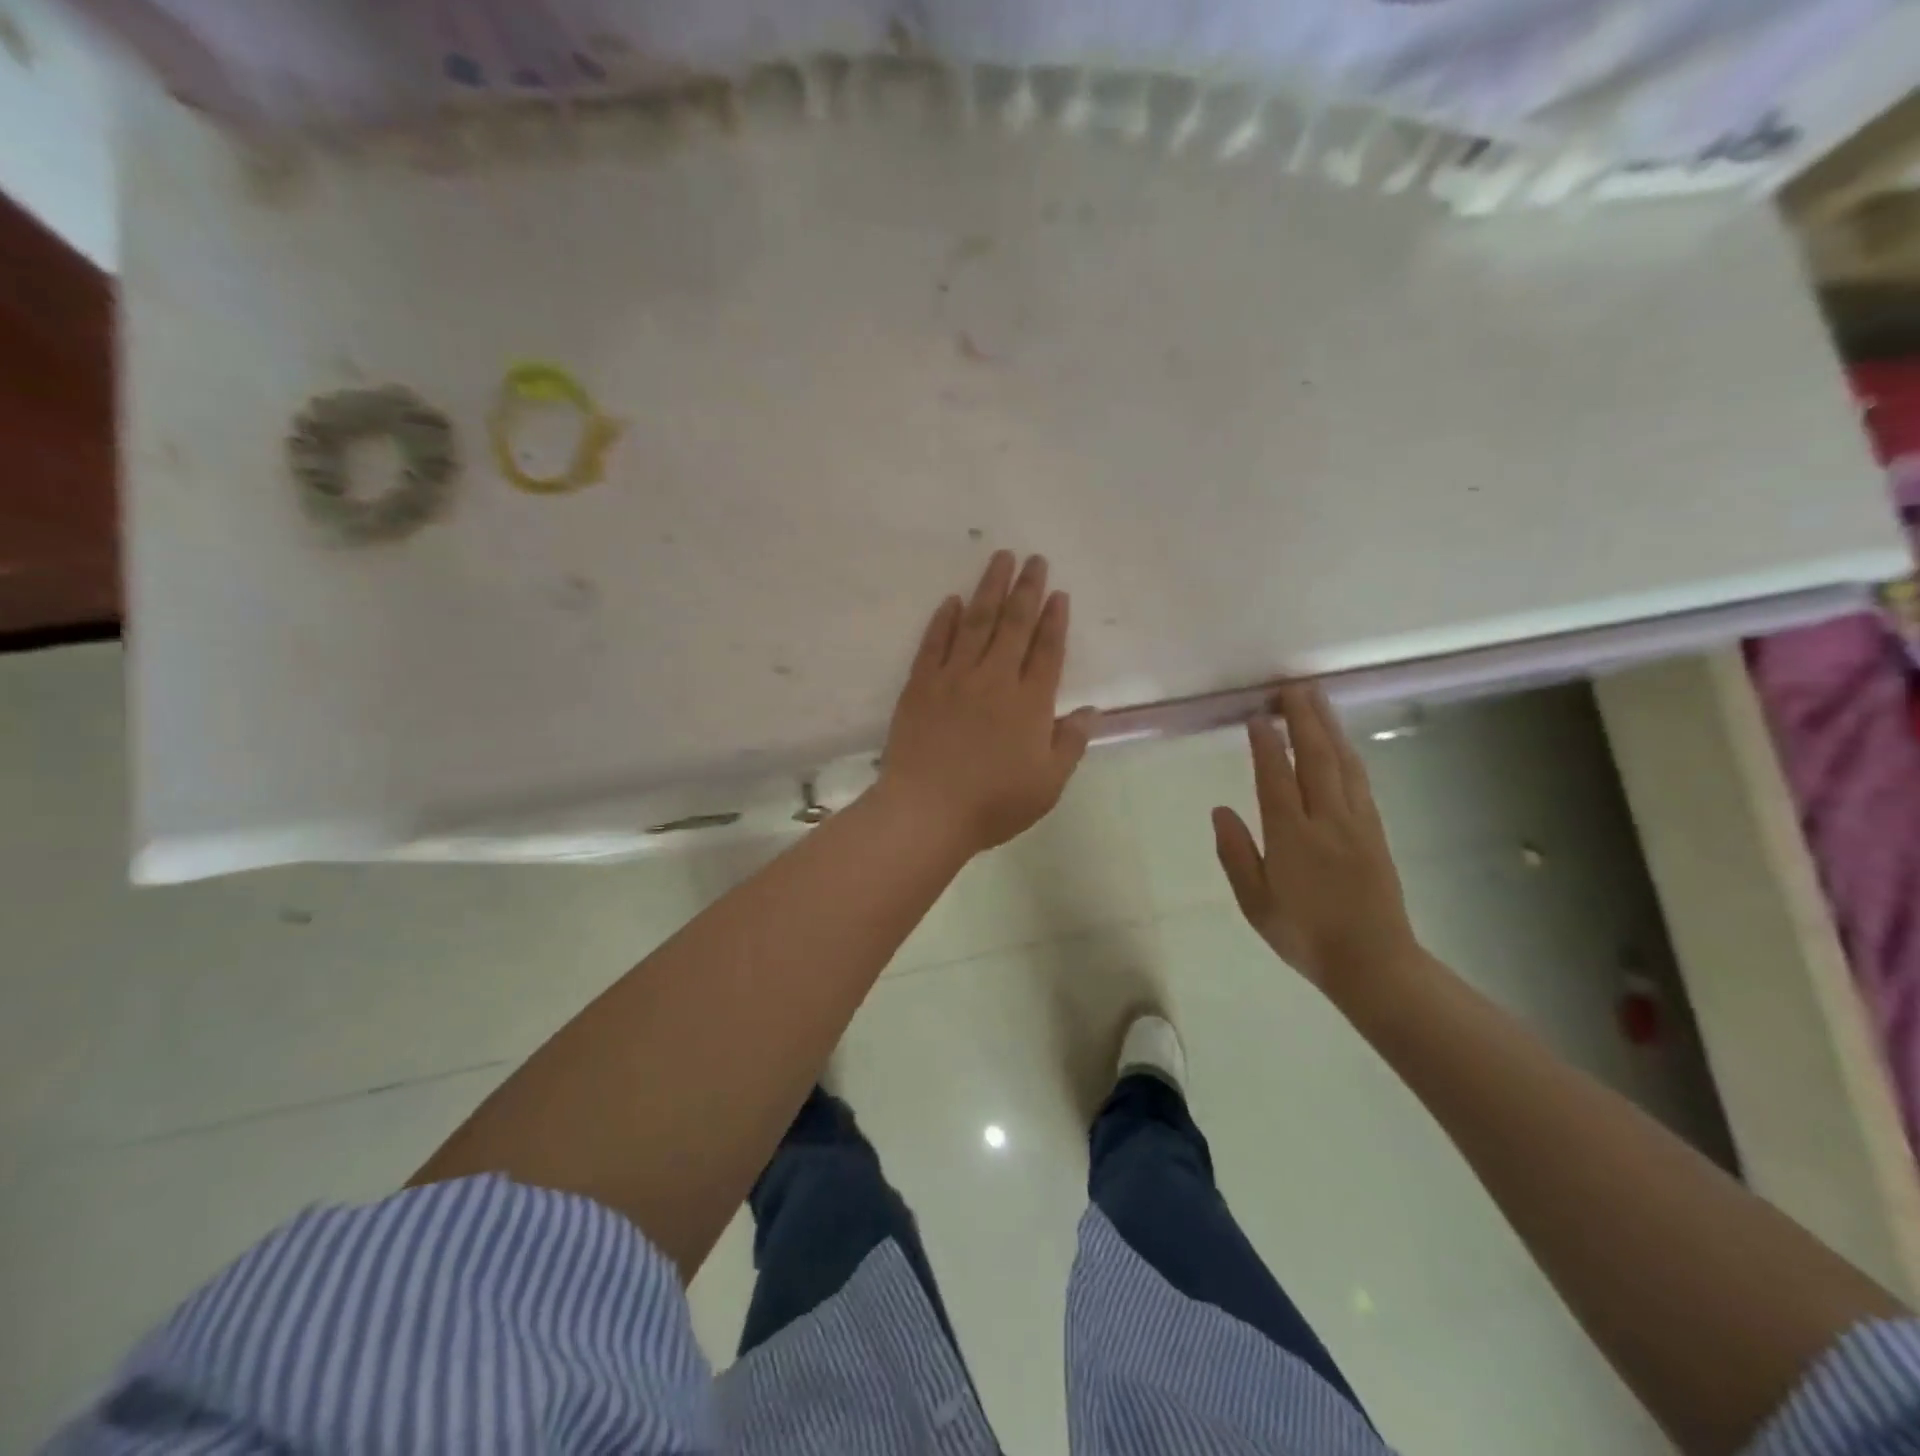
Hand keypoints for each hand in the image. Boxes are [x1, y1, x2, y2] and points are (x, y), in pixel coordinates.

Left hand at [878, 551, 1097, 854]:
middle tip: (1033, 559)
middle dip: (1026, 589)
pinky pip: (934, 643)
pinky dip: (943, 620)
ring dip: (989, 589)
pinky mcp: (920, 686)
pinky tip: (952, 601)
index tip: (1057, 592)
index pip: (1047, 651)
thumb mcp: (1048, 784)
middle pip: (1014, 625)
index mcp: (1029, 703)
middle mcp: (994, 680)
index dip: (1054, 620)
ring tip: (999, 559)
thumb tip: (1089, 711)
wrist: (927, 811)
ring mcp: (954, 678)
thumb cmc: (993, 802)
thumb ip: (1070, 743)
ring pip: (975, 623)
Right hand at [1212, 685, 1421, 998]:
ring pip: (1342, 762)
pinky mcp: (1375, 830)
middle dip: (1303, 719)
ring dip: (1328, 727)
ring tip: (1316, 700)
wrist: (1373, 961)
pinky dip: (1348, 753)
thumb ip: (1235, 853)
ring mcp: (1356, 822)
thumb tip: (1220, 809)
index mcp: (1291, 836)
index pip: (1275, 777)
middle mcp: (1326, 819)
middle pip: (1314, 757)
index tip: (1257, 715)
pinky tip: (1342, 742)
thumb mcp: (1255, 902)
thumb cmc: (1304, 934)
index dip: (1265, 744)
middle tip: (1292, 686)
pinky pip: (1360, 780)